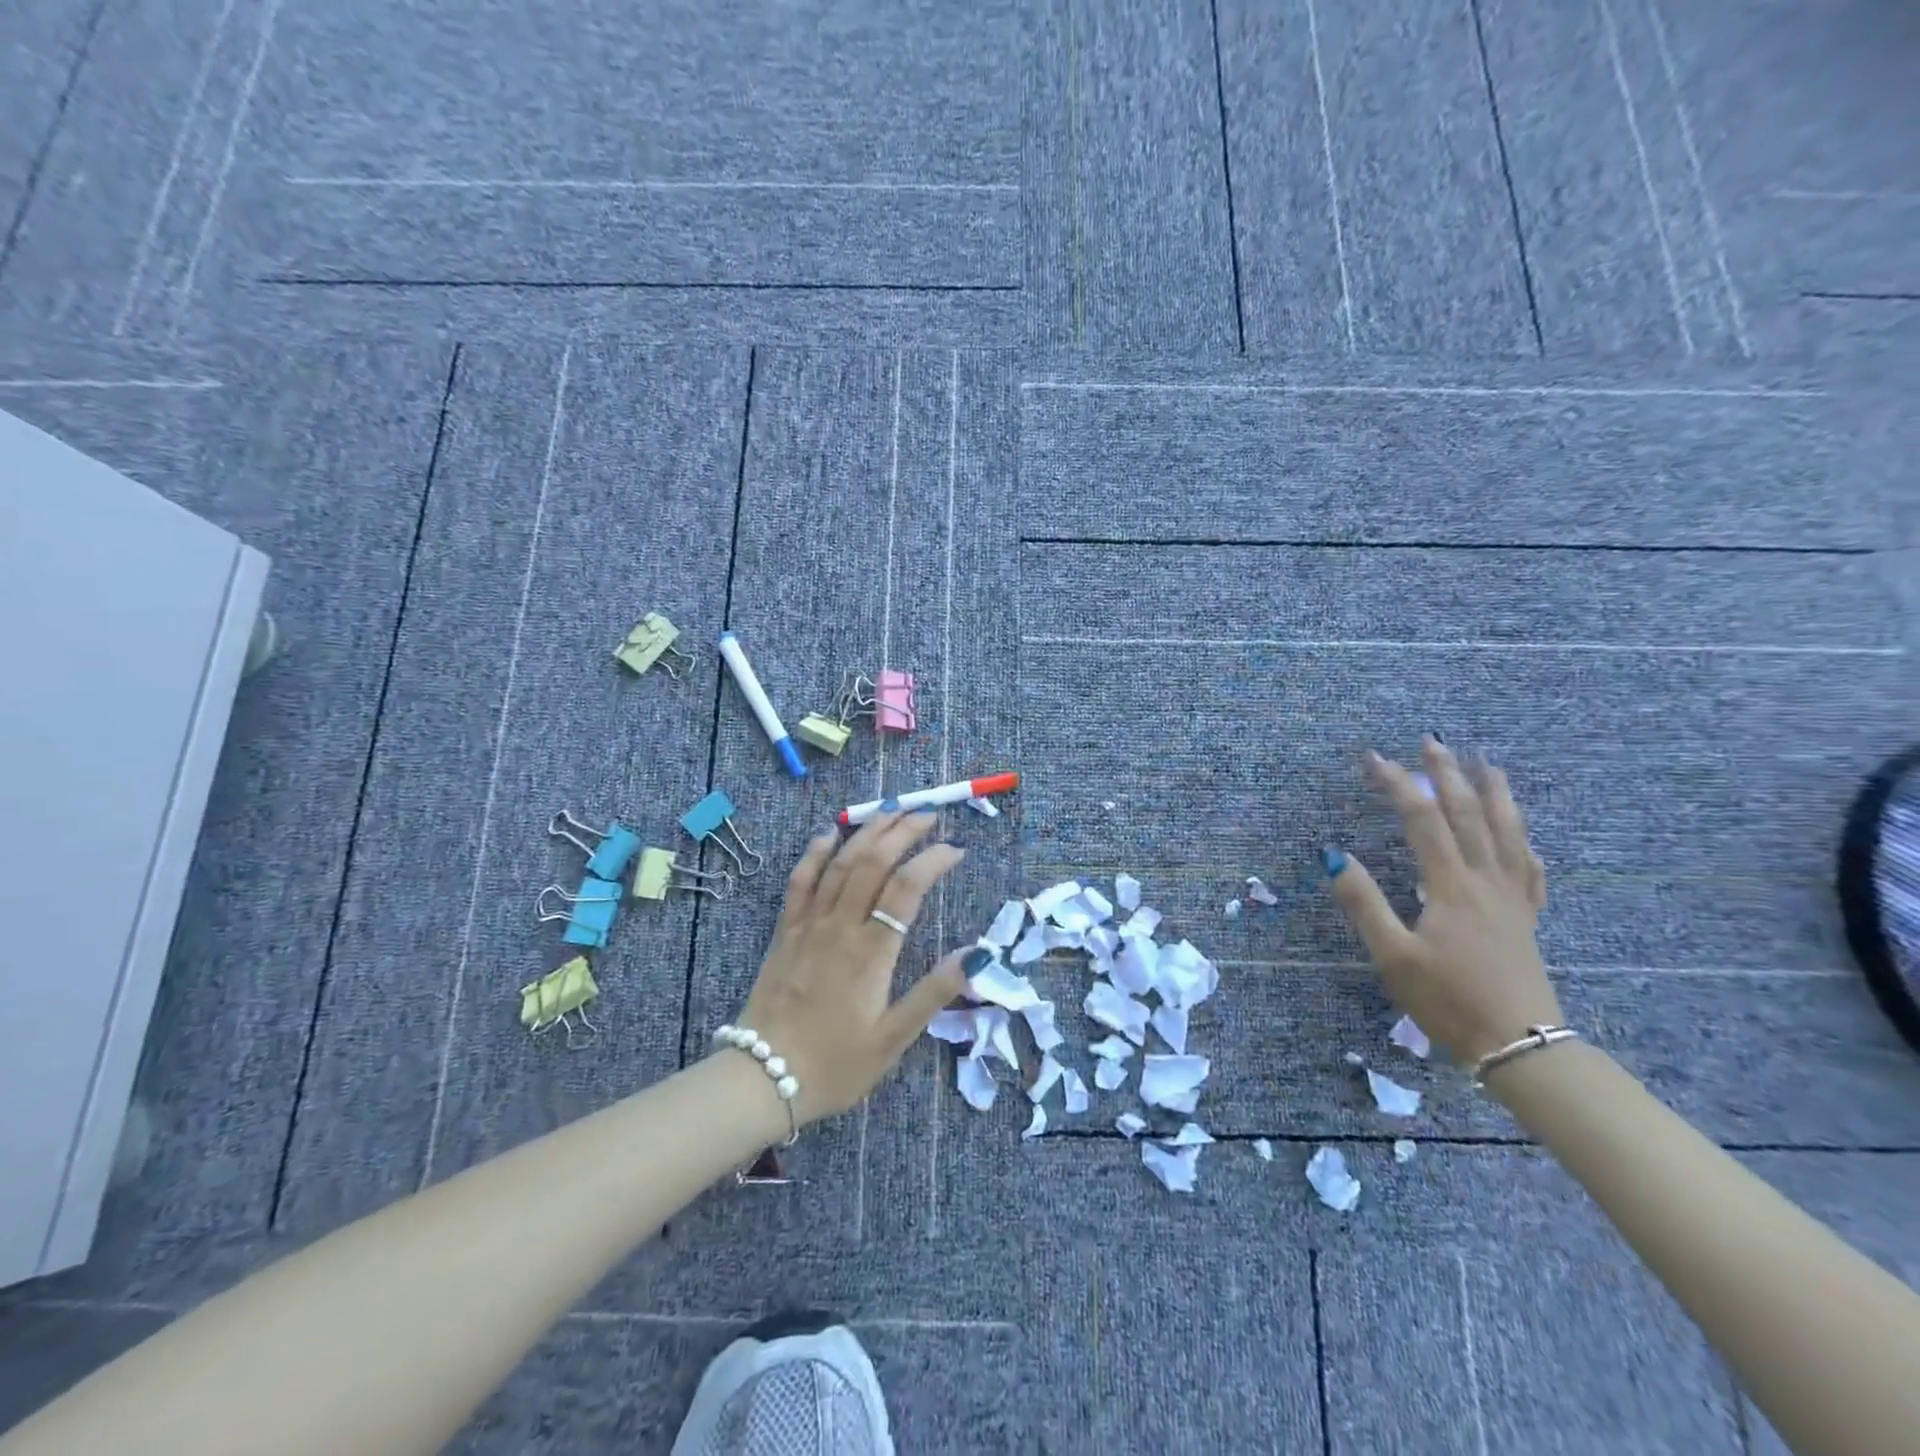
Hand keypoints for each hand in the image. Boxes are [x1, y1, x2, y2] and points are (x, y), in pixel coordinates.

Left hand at [731, 810, 968, 1124]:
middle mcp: (840, 927)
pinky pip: (799, 881)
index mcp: (871, 953)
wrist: (762, 1079)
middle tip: (928, 815)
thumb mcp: (893, 1039)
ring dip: (866, 832)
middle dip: (903, 831)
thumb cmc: (835, 1064)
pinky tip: (828, 834)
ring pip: (839, 863)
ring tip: (891, 810)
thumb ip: (933, 993)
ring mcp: (808, 925)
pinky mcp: (785, 931)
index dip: (933, 860)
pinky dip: (814, 853)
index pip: (907, 888)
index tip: (956, 849)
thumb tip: (975, 953)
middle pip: (873, 862)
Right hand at [1324, 737, 1561, 1065]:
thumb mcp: (1392, 955)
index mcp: (1450, 886)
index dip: (1398, 785)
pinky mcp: (1527, 919)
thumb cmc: (1447, 1000)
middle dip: (1447, 775)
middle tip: (1432, 742)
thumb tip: (1334, 855)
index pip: (1422, 820)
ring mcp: (1512, 899)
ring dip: (1495, 794)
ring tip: (1488, 764)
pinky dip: (1524, 842)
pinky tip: (1522, 835)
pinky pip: (1530, 869)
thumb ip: (1364, 902)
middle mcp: (1486, 881)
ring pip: (1508, 834)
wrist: (1520, 1045)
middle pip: (1468, 815)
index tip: (1374, 759)